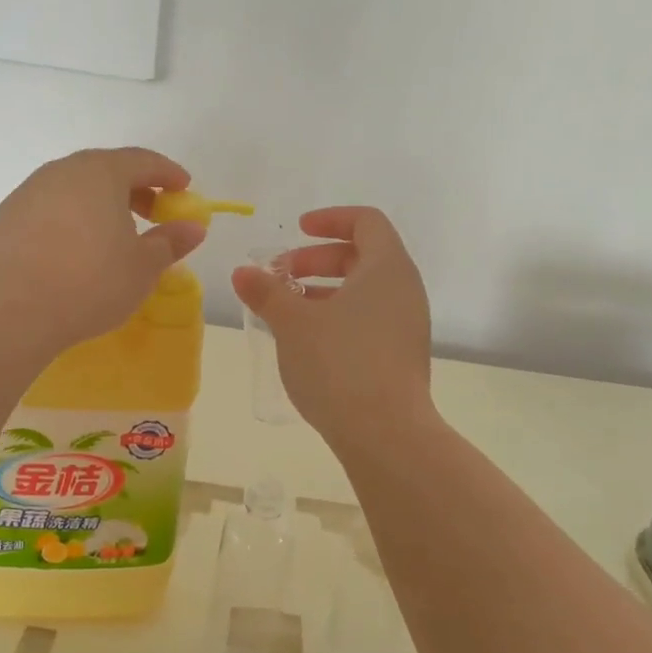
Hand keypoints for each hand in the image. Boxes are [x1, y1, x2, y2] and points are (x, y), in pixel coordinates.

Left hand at [0, 148, 206, 351]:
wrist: (10, 309)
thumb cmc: (90, 282)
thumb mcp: (142, 267)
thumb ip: (170, 242)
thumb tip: (193, 227)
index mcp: (100, 173)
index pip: (142, 160)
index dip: (167, 173)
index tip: (183, 189)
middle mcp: (62, 172)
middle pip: (105, 170)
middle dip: (134, 189)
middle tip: (152, 213)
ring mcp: (28, 192)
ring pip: (74, 189)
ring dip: (99, 205)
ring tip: (113, 235)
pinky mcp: (5, 218)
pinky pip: (50, 209)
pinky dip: (71, 220)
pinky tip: (75, 251)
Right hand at [231, 206, 433, 449]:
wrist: (386, 433)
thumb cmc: (339, 364)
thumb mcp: (292, 324)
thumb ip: (267, 292)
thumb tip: (242, 273)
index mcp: (387, 267)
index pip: (366, 221)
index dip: (330, 219)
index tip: (297, 231)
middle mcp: (405, 290)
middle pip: (362, 256)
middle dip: (317, 260)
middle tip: (280, 275)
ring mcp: (408, 325)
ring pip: (364, 292)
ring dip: (324, 291)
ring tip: (287, 311)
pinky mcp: (402, 356)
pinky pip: (369, 319)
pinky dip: (339, 317)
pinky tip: (308, 342)